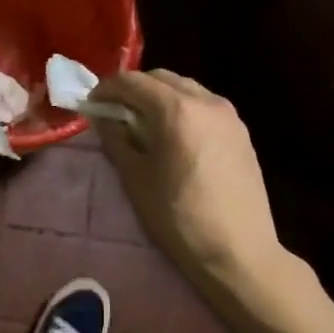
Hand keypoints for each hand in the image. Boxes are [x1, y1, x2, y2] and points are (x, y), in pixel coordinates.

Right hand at [90, 69, 283, 279]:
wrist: (238, 253)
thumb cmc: (179, 218)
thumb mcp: (136, 179)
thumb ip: (116, 140)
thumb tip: (103, 118)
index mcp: (176, 109)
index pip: (133, 81)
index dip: (107, 89)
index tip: (92, 105)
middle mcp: (206, 101)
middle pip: (162, 79)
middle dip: (135, 90)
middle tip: (115, 114)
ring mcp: (229, 115)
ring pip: (186, 90)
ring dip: (160, 99)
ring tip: (144, 126)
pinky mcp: (242, 132)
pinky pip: (204, 107)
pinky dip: (183, 110)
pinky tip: (175, 138)